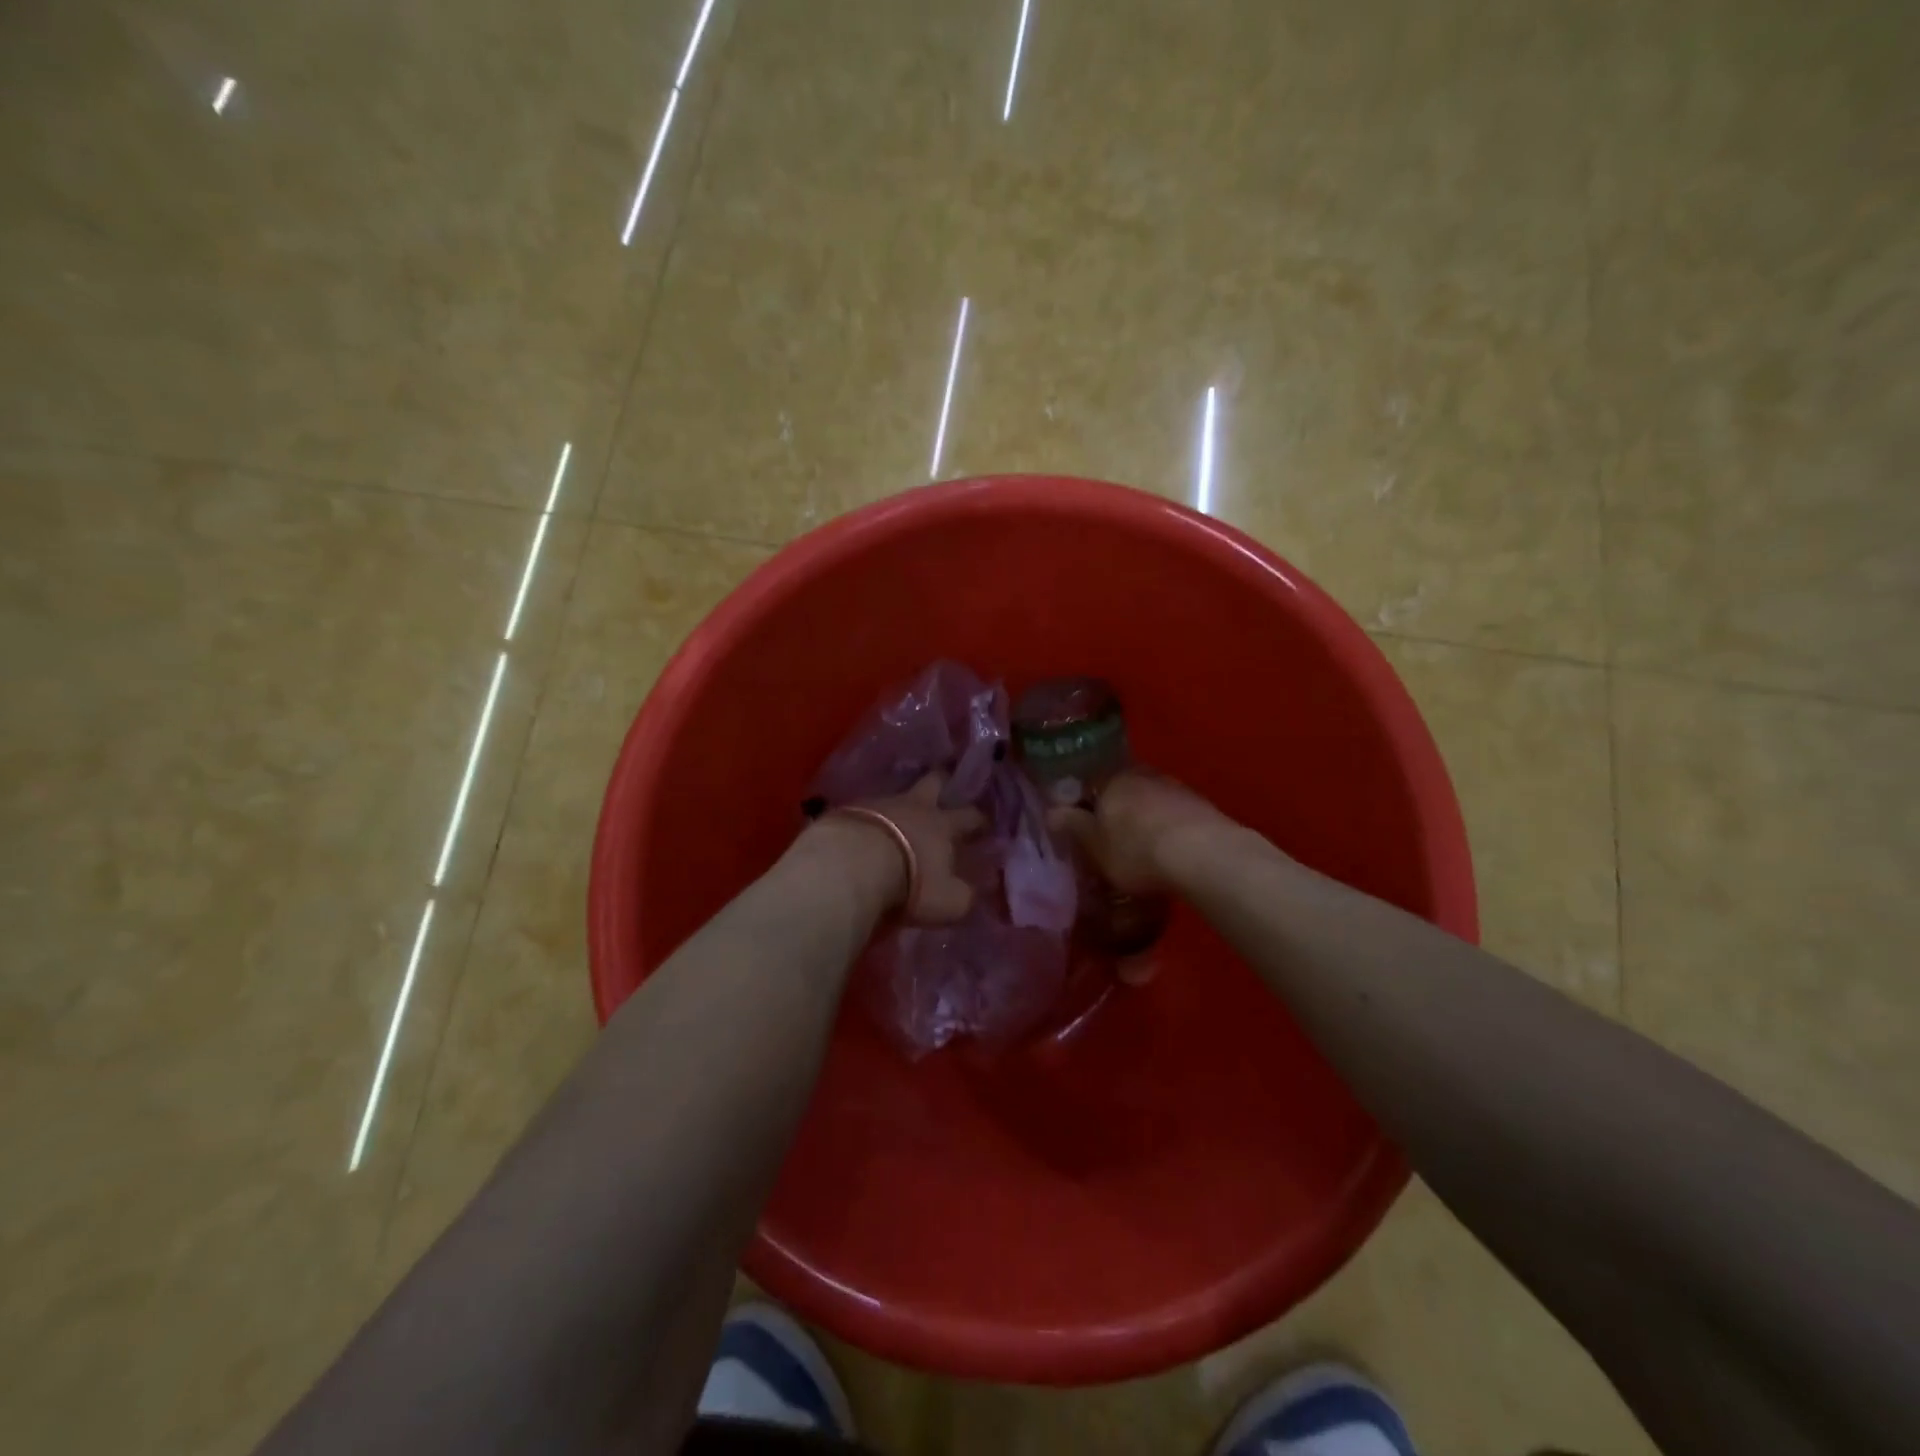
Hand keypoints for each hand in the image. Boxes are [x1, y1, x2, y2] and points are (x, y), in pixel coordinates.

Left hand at [802, 773, 985, 924]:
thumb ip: (964, 895)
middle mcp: (914, 807)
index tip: (984, 824)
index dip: (979, 819)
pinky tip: (865, 829)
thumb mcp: (948, 901)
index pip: (970, 816)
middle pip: (934, 782)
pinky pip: (865, 809)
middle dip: (942, 782)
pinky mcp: (847, 810)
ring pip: (896, 794)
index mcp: (943, 825)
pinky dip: (869, 818)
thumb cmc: (909, 883)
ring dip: (901, 803)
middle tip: (944, 784)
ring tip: (899, 813)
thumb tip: (971, 890)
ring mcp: (878, 804)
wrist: (850, 865)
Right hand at [1048, 770, 1231, 893]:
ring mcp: (1174, 787)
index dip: (1086, 803)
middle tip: (1113, 836)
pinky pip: (1173, 813)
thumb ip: (1073, 826)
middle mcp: (1142, 774)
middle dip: (1117, 809)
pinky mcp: (1200, 804)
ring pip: (1150, 799)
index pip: (1091, 783)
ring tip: (1142, 844)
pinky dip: (1167, 826)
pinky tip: (1168, 847)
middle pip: (1122, 789)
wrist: (1202, 855)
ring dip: (1145, 816)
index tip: (1085, 823)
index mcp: (1110, 779)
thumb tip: (1051, 811)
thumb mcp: (1095, 846)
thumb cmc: (1135, 850)